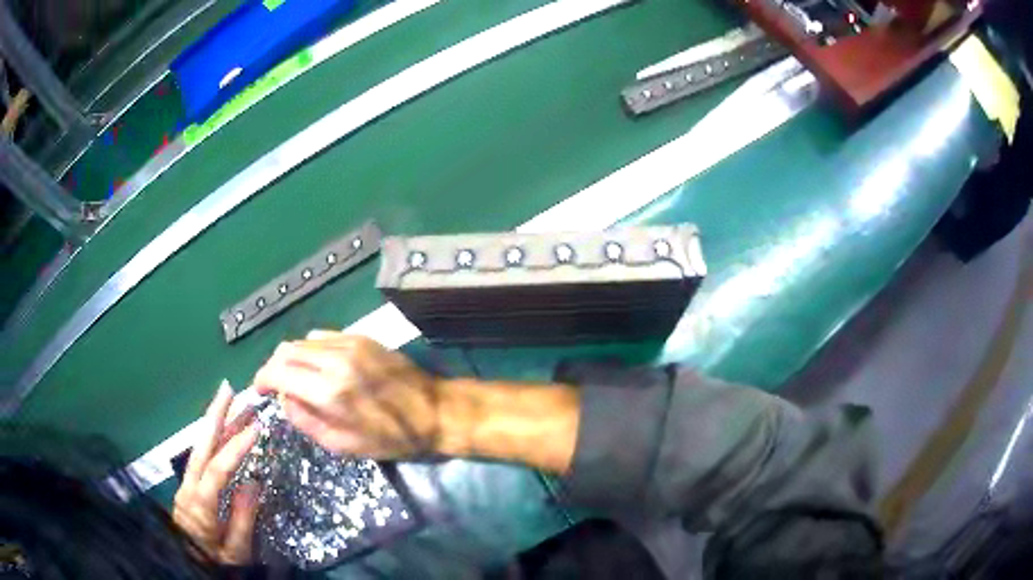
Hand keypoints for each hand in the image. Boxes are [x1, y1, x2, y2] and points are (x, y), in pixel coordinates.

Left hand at [173, 382, 259, 564]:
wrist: (189, 565)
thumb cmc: (215, 561)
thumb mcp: (235, 552)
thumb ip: (242, 519)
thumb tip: (252, 483)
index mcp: (200, 505)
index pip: (217, 469)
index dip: (236, 447)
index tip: (256, 427)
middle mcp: (189, 487)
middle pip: (200, 446)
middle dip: (214, 415)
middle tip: (229, 389)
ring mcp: (186, 484)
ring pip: (199, 447)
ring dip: (215, 422)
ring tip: (231, 402)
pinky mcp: (189, 485)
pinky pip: (200, 455)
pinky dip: (211, 438)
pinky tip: (222, 430)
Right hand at [253, 333, 447, 458]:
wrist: (436, 411)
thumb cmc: (393, 438)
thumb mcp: (345, 445)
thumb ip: (307, 421)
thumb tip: (285, 400)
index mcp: (329, 390)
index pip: (278, 372)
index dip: (262, 379)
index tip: (259, 390)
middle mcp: (335, 359)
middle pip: (286, 350)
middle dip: (274, 367)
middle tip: (275, 386)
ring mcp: (350, 344)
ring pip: (303, 340)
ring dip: (292, 358)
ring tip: (298, 378)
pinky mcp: (363, 338)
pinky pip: (324, 337)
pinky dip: (312, 350)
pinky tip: (320, 367)